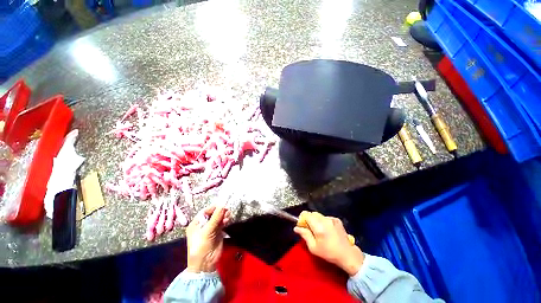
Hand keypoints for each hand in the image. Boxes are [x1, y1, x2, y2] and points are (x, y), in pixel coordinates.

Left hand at [186, 205, 230, 272]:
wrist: (205, 263)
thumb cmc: (201, 246)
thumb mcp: (207, 231)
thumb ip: (216, 218)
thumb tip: (223, 205)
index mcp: (196, 224)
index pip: (205, 212)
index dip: (213, 207)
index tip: (222, 203)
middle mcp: (203, 225)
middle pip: (213, 214)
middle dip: (220, 211)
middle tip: (227, 209)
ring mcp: (211, 229)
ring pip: (218, 218)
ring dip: (223, 216)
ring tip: (228, 215)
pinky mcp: (218, 232)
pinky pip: (222, 223)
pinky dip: (225, 220)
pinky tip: (227, 220)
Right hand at [294, 211, 364, 275]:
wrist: (347, 255)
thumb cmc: (329, 253)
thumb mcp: (313, 247)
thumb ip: (305, 235)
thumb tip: (296, 228)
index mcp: (318, 226)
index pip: (306, 214)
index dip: (302, 218)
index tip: (302, 226)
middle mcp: (325, 219)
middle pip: (312, 214)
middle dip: (309, 220)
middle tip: (310, 230)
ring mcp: (332, 219)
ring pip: (319, 215)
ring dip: (316, 220)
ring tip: (320, 231)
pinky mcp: (337, 220)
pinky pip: (326, 217)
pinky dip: (323, 221)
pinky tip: (327, 231)